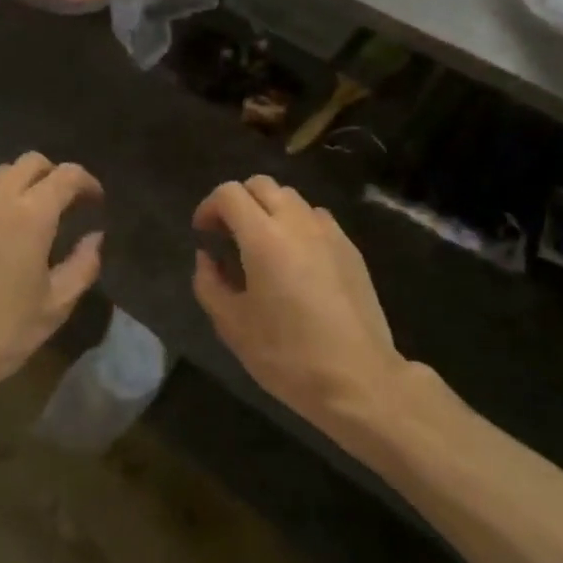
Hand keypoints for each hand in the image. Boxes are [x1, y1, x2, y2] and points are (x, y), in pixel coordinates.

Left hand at [0, 153, 102, 401]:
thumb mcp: (55, 307)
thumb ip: (82, 265)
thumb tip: (94, 236)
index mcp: (32, 215)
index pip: (67, 175)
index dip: (87, 182)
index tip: (94, 201)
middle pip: (32, 162)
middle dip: (53, 176)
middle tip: (62, 203)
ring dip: (18, 183)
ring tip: (22, 211)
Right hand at [192, 176, 405, 427]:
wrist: (358, 378)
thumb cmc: (288, 355)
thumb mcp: (233, 326)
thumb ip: (209, 283)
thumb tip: (207, 257)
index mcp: (264, 237)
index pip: (230, 194)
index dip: (209, 207)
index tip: (203, 233)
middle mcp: (297, 222)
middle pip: (261, 185)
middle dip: (238, 201)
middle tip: (228, 235)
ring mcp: (329, 232)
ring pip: (291, 198)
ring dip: (269, 210)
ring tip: (262, 246)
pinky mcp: (350, 247)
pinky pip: (315, 218)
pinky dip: (296, 224)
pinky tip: (295, 260)